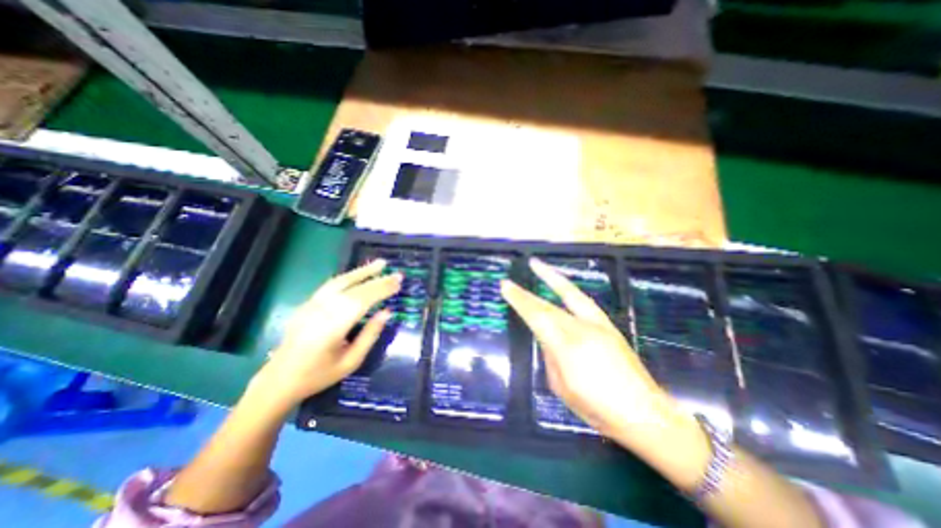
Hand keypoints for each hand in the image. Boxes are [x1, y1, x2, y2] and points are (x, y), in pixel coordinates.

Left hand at [249, 260, 400, 408]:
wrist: (279, 379)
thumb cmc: (319, 375)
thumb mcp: (351, 361)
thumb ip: (370, 335)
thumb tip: (387, 312)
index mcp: (332, 328)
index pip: (362, 301)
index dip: (382, 290)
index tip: (398, 283)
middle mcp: (321, 311)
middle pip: (354, 289)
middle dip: (378, 280)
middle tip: (397, 274)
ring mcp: (311, 305)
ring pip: (341, 281)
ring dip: (362, 271)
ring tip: (380, 264)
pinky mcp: (307, 303)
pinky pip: (331, 285)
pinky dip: (348, 277)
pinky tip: (359, 274)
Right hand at [503, 260, 680, 445]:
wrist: (646, 415)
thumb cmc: (598, 409)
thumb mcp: (562, 387)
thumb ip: (550, 357)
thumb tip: (546, 338)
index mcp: (568, 347)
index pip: (537, 317)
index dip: (519, 300)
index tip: (505, 286)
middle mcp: (582, 329)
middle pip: (548, 306)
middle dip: (527, 293)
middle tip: (510, 281)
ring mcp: (598, 324)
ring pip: (569, 295)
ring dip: (551, 278)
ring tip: (537, 266)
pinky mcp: (609, 326)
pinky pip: (583, 301)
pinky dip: (569, 289)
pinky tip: (562, 285)